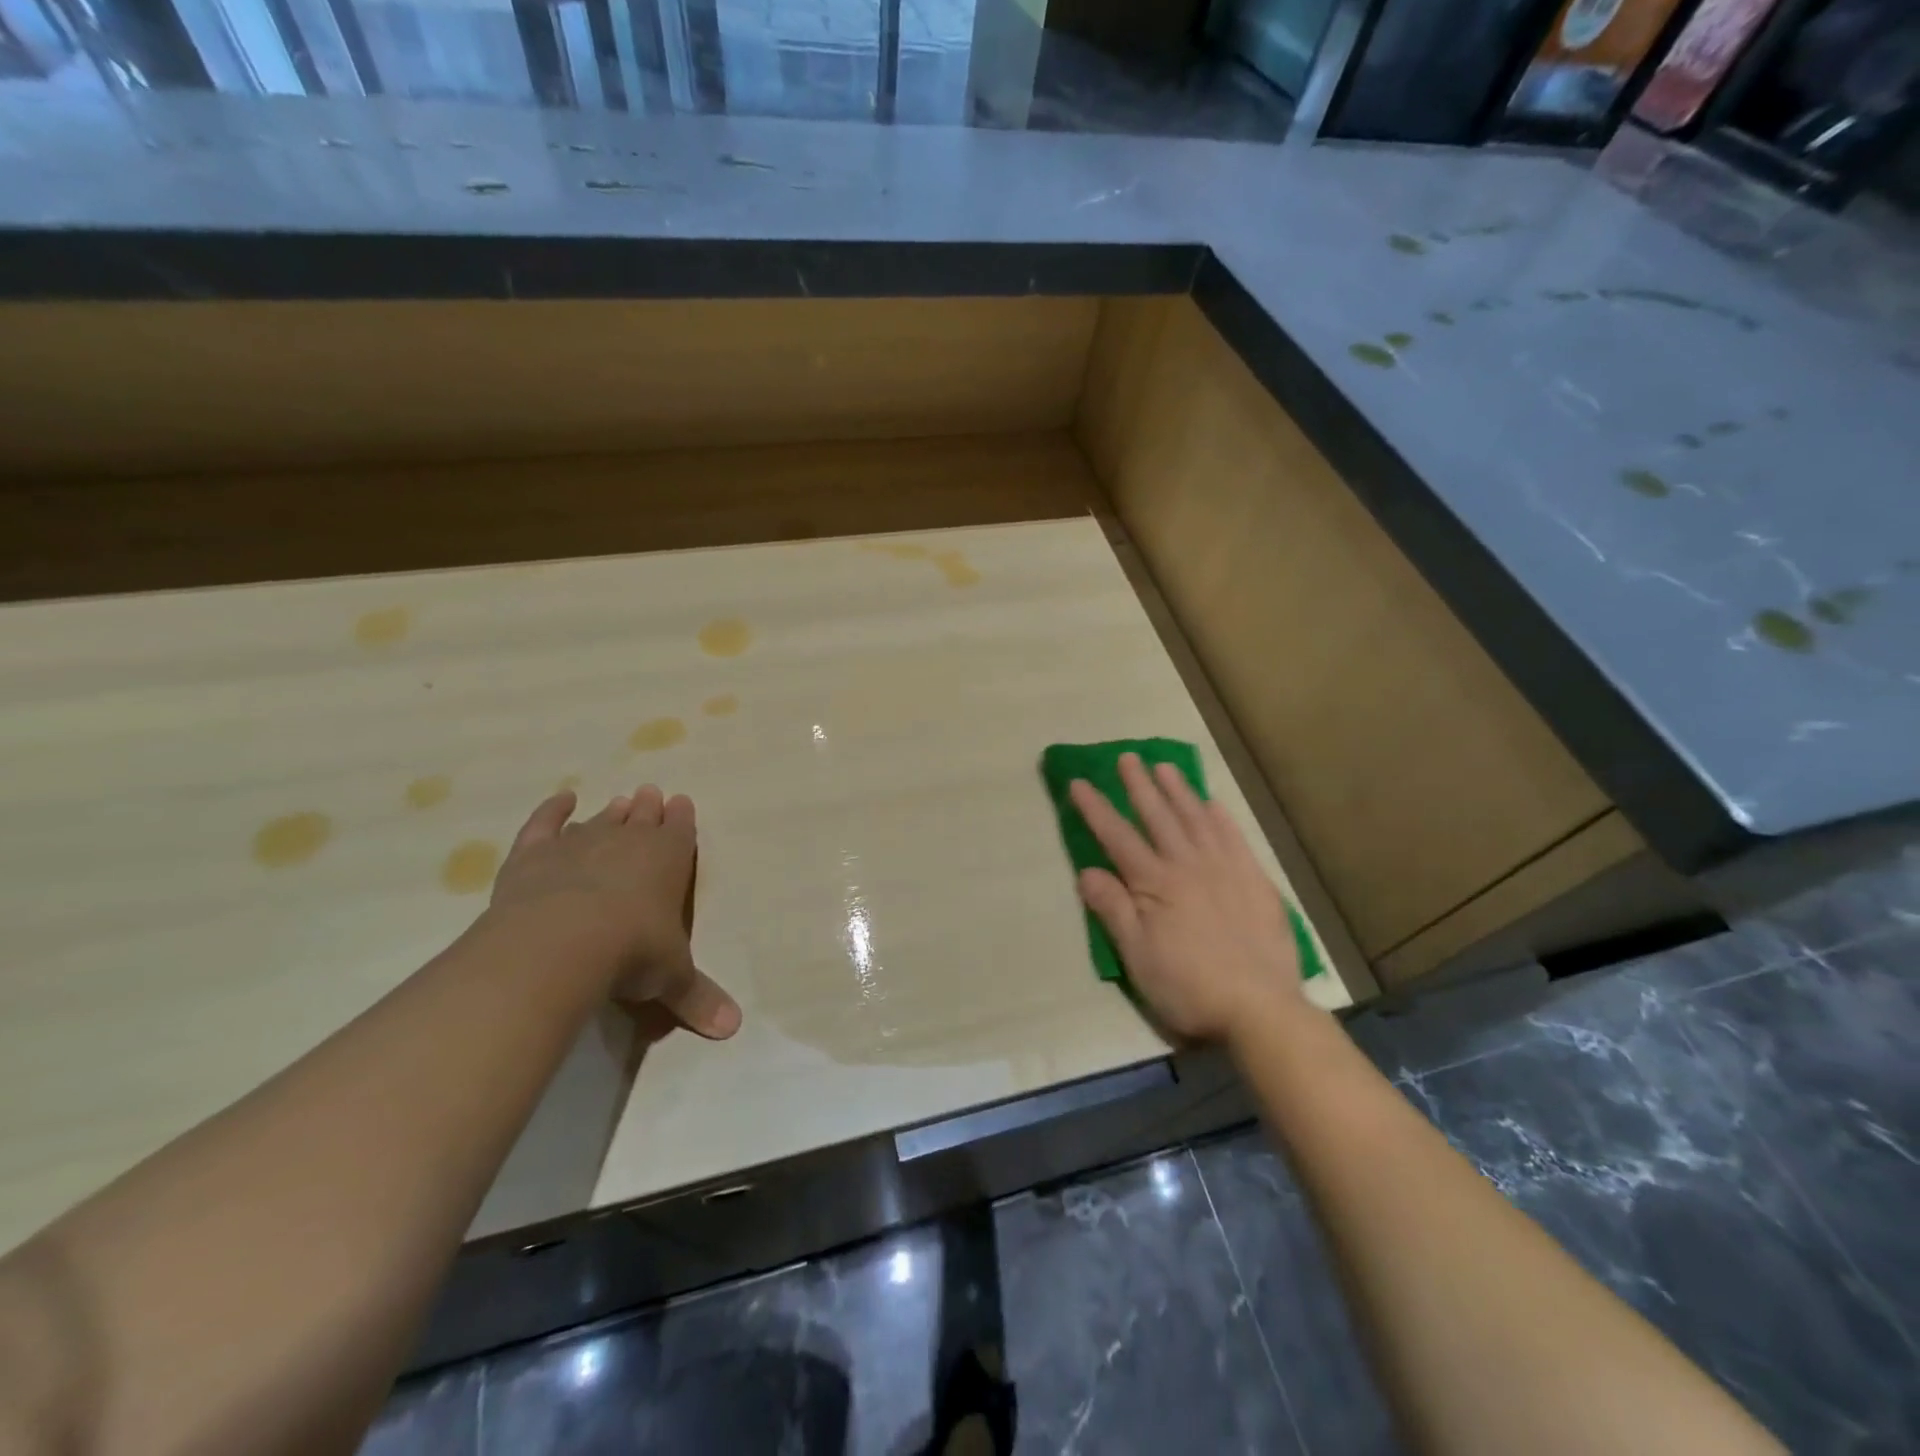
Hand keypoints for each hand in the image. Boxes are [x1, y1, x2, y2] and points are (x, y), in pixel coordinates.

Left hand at [486, 785, 741, 1039]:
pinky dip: (553, 810)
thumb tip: (734, 1028)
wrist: (561, 943)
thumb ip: (699, 997)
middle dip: (649, 807)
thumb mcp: (673, 979)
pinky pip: (545, 824)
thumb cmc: (632, 953)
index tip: (681, 802)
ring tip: (618, 802)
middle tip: (650, 793)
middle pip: (641, 817)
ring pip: (600, 820)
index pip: (680, 831)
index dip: (682, 818)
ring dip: (611, 812)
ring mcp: (579, 843)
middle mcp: (627, 842)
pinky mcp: (535, 854)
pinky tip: (562, 800)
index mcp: (669, 860)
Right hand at [1071, 754, 1303, 1042]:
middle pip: (1158, 816)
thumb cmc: (1189, 986)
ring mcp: (1225, 869)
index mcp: (1155, 883)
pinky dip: (1220, 817)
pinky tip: (1212, 803)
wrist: (1260, 1007)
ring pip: (1196, 819)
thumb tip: (1086, 871)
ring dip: (1178, 791)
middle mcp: (1188, 865)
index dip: (1096, 809)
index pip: (1117, 837)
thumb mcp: (1137, 956)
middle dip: (1139, 785)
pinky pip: (1234, 837)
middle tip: (1127, 757)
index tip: (1080, 782)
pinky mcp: (1254, 880)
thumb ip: (1113, 909)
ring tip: (1165, 767)